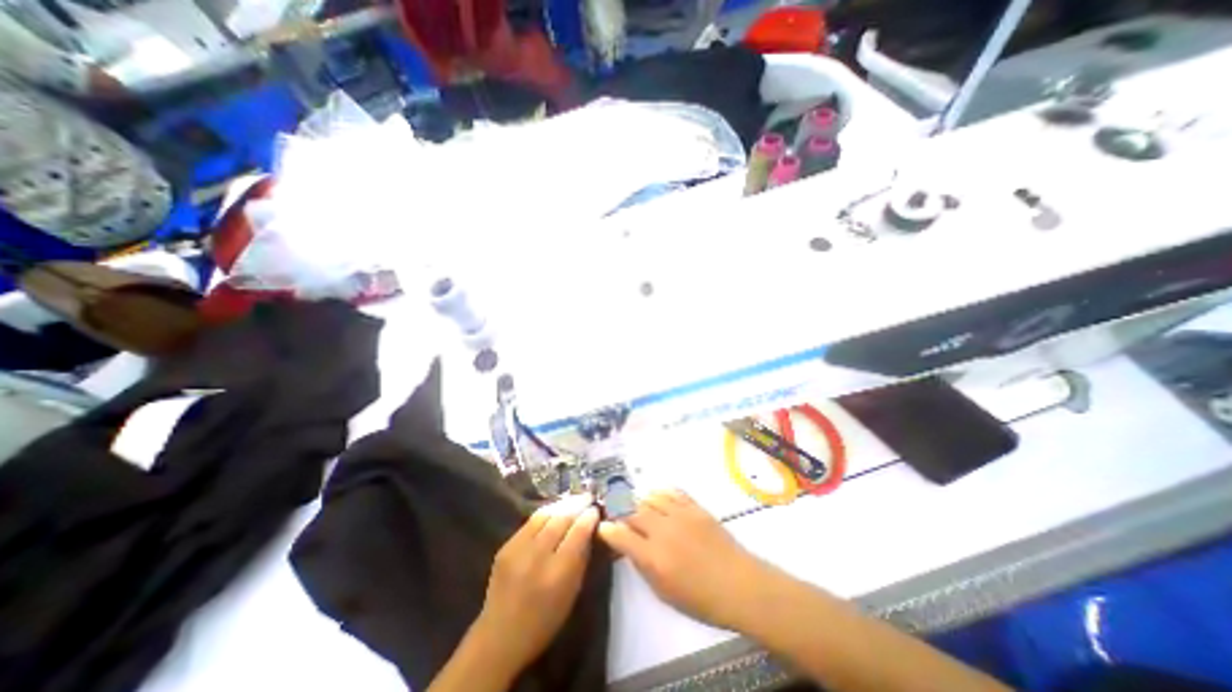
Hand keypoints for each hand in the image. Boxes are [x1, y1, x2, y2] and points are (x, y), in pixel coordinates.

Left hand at [469, 494, 598, 677]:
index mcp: (557, 574)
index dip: (589, 517)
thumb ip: (581, 559)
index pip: (578, 533)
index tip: (596, 509)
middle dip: (577, 505)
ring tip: (573, 499)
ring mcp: (518, 550)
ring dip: (562, 505)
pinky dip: (546, 513)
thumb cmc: (544, 621)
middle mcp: (537, 557)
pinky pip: (530, 522)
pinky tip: (555, 510)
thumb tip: (589, 530)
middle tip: (588, 497)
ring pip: (544, 515)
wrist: (499, 637)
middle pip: (561, 519)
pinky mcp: (505, 546)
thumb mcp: (571, 594)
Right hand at [598, 489, 777, 627]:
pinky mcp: (695, 507)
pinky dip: (661, 493)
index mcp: (654, 558)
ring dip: (641, 502)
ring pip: (650, 497)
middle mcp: (663, 531)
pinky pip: (672, 492)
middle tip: (618, 514)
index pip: (621, 536)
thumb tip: (629, 546)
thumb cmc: (701, 599)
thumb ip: (643, 565)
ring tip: (640, 508)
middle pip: (632, 511)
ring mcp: (680, 515)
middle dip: (621, 512)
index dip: (608, 529)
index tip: (603, 526)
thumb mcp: (665, 592)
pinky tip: (659, 499)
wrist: (739, 584)